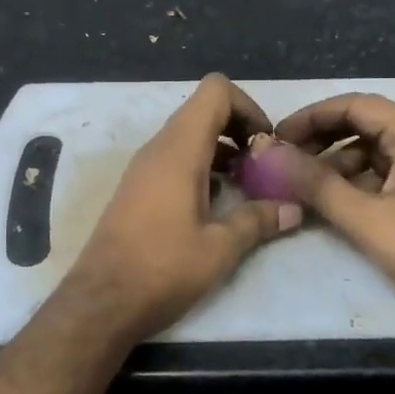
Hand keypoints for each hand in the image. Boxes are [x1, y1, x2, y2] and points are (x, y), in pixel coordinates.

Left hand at [67, 74, 302, 341]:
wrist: (101, 302)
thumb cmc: (162, 269)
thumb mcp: (219, 248)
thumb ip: (258, 221)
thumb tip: (293, 209)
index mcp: (179, 150)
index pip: (215, 90)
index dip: (248, 106)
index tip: (266, 145)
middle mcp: (158, 149)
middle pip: (203, 110)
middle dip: (239, 129)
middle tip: (262, 166)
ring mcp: (143, 168)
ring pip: (188, 135)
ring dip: (221, 150)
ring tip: (246, 185)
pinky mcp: (136, 189)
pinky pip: (174, 158)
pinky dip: (201, 167)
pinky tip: (216, 203)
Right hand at [269, 93, 394, 333]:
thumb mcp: (366, 218)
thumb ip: (318, 184)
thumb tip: (272, 155)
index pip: (354, 105)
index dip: (312, 117)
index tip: (277, 137)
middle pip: (363, 125)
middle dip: (320, 139)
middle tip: (283, 160)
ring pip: (371, 152)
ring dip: (335, 164)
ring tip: (300, 186)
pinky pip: (383, 175)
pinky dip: (354, 184)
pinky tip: (331, 204)